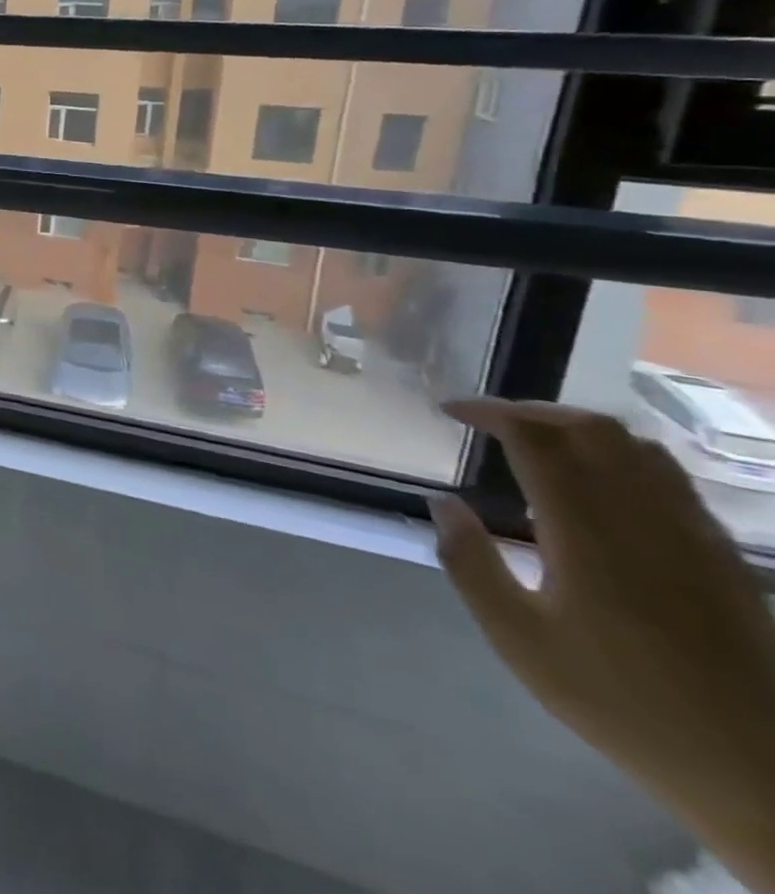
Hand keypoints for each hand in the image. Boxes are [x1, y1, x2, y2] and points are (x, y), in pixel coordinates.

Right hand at [435, 399, 774, 888]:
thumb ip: (470, 563)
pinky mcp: (725, 558)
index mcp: (586, 531)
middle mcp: (643, 518)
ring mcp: (694, 536)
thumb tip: (443, 503)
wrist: (761, 776)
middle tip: (490, 423)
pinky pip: (672, 481)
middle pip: (592, 429)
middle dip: (533, 412)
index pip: (536, 438)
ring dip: (580, 430)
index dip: (489, 412)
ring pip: (638, 448)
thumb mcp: (519, 639)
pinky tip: (601, 488)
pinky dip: (624, 460)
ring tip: (540, 445)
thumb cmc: (620, 703)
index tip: (451, 412)